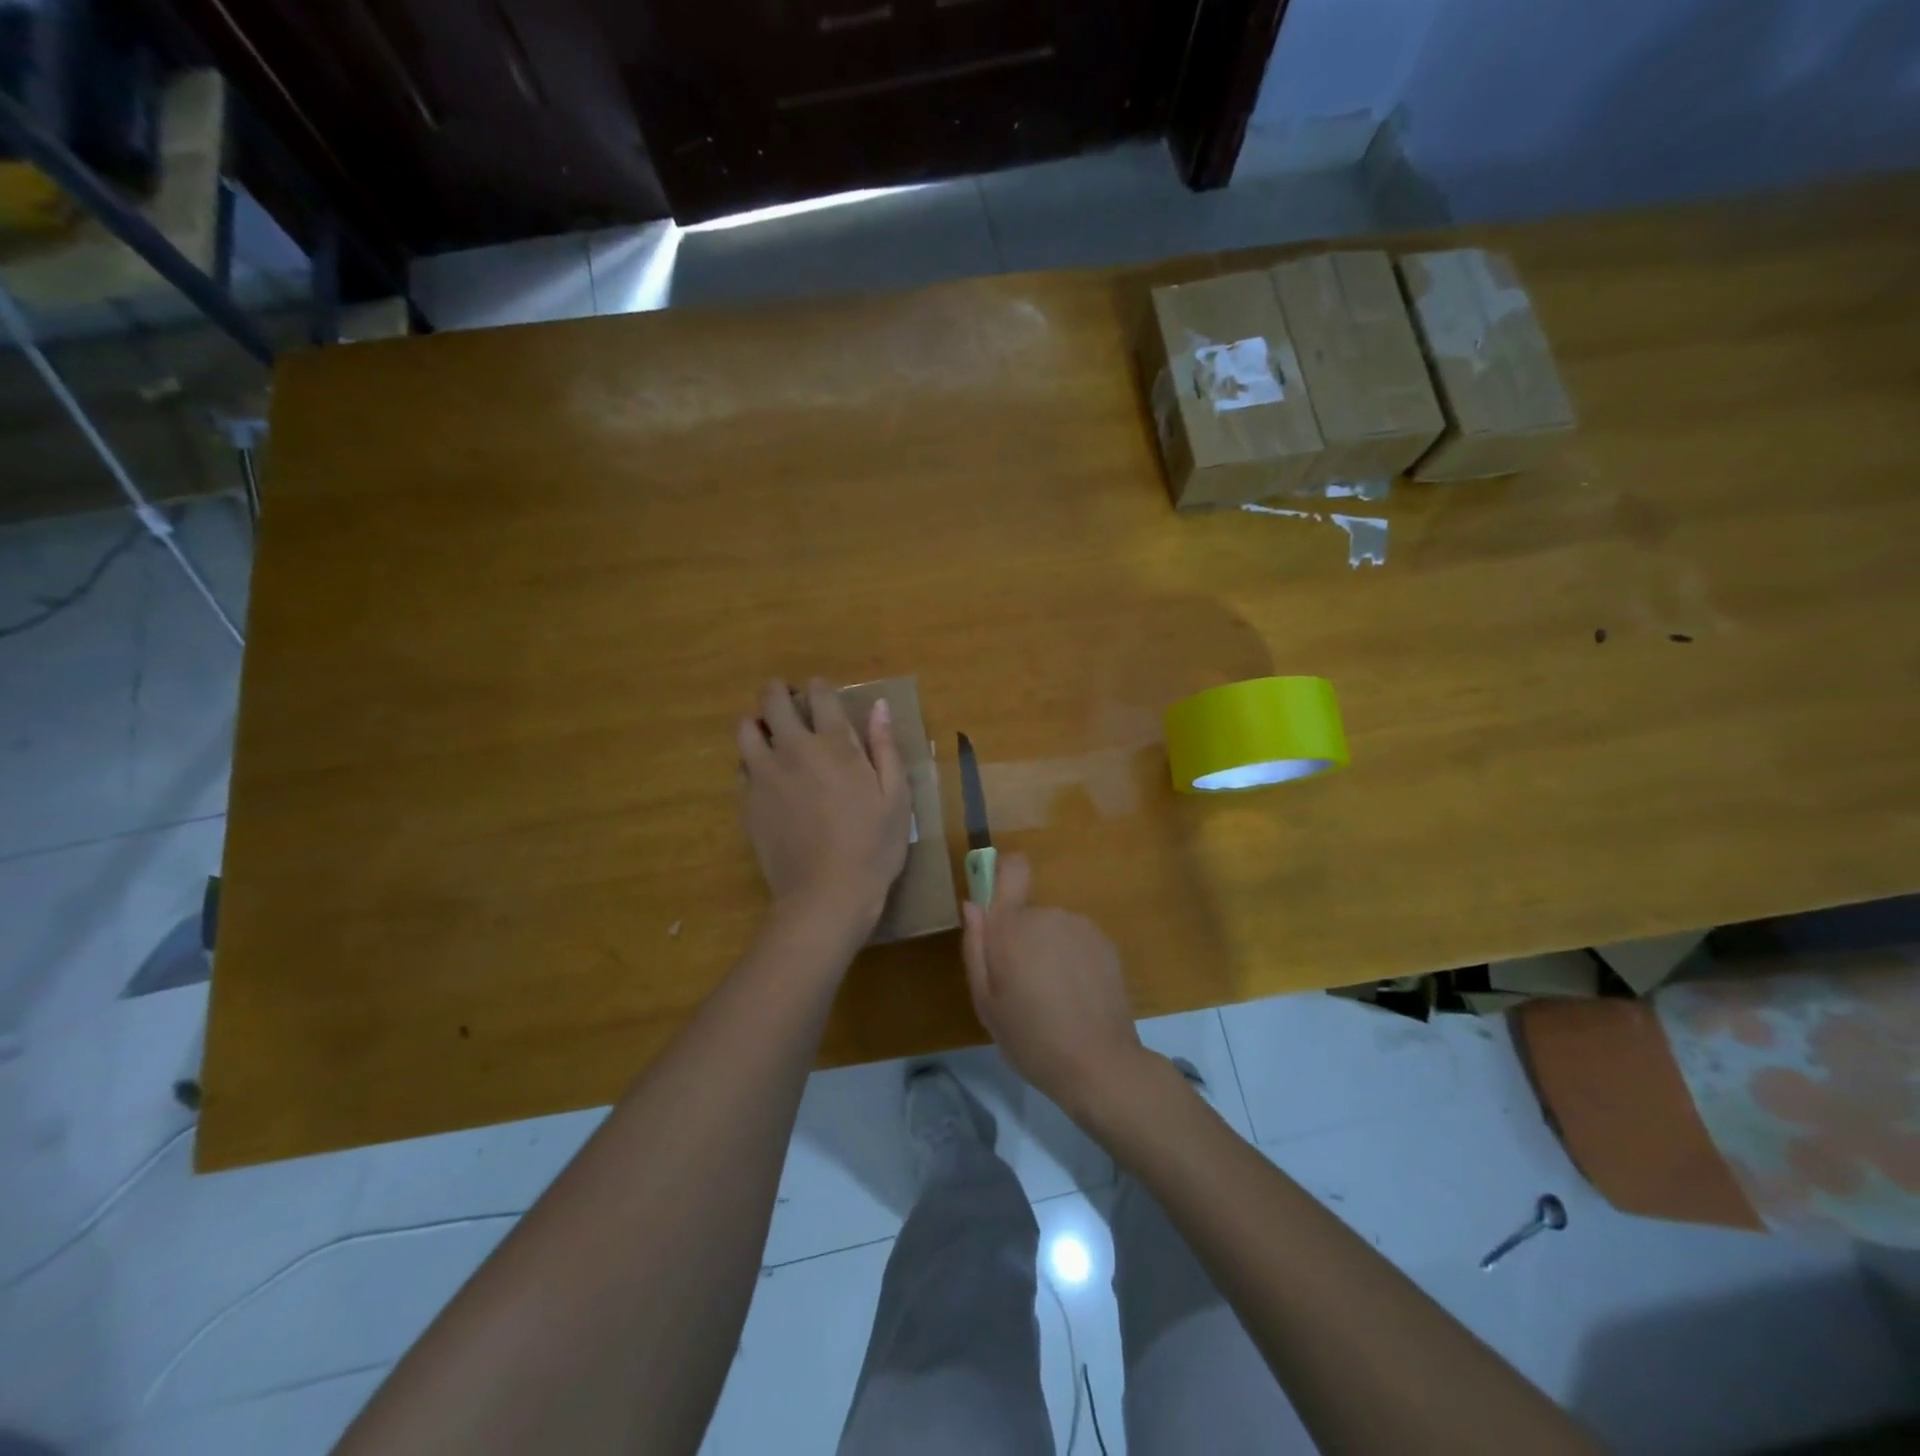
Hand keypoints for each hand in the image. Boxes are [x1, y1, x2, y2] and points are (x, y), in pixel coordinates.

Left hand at [738, 678, 910, 936]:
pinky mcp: (748, 802)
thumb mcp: (896, 798)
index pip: (820, 696)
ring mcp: (764, 775)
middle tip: (789, 700)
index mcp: (834, 745)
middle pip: (773, 701)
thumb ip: (885, 748)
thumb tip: (879, 706)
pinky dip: (750, 759)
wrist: (826, 895)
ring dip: (759, 722)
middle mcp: (793, 750)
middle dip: (779, 692)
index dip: (820, 688)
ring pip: (746, 728)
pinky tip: (765, 774)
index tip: (822, 692)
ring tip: (771, 733)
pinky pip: (740, 766)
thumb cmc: (873, 847)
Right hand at [961, 852, 1147, 1116]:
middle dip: (1022, 940)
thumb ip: (975, 947)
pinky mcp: (1106, 943)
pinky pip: (1077, 942)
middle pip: (1027, 914)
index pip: (1012, 868)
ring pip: (1053, 929)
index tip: (998, 904)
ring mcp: (1081, 927)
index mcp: (1013, 925)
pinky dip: (1074, 961)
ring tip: (1053, 997)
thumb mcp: (986, 1002)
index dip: (1004, 873)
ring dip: (1049, 951)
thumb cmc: (1030, 1037)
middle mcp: (1048, 914)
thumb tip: (972, 905)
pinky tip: (1077, 997)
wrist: (1098, 1063)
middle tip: (1023, 986)